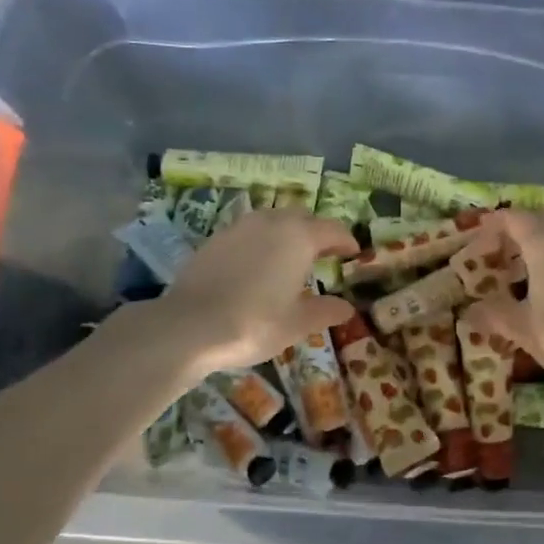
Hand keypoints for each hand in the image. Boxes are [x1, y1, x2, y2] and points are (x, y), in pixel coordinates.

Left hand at [154, 210, 357, 371]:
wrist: (190, 325)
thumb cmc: (254, 323)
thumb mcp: (297, 323)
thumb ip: (325, 311)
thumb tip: (347, 308)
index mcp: (299, 238)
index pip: (333, 230)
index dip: (346, 241)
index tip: (353, 253)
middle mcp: (271, 222)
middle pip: (302, 217)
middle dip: (316, 232)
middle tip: (324, 253)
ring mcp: (239, 227)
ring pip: (272, 220)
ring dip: (286, 232)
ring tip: (289, 257)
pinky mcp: (215, 239)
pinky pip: (248, 232)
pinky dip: (260, 242)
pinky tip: (257, 265)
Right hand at [466, 210, 543, 389]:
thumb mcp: (522, 327)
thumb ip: (495, 314)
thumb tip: (472, 311)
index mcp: (543, 241)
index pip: (513, 218)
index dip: (493, 224)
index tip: (479, 236)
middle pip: (541, 219)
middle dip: (520, 229)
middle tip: (502, 251)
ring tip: (531, 264)